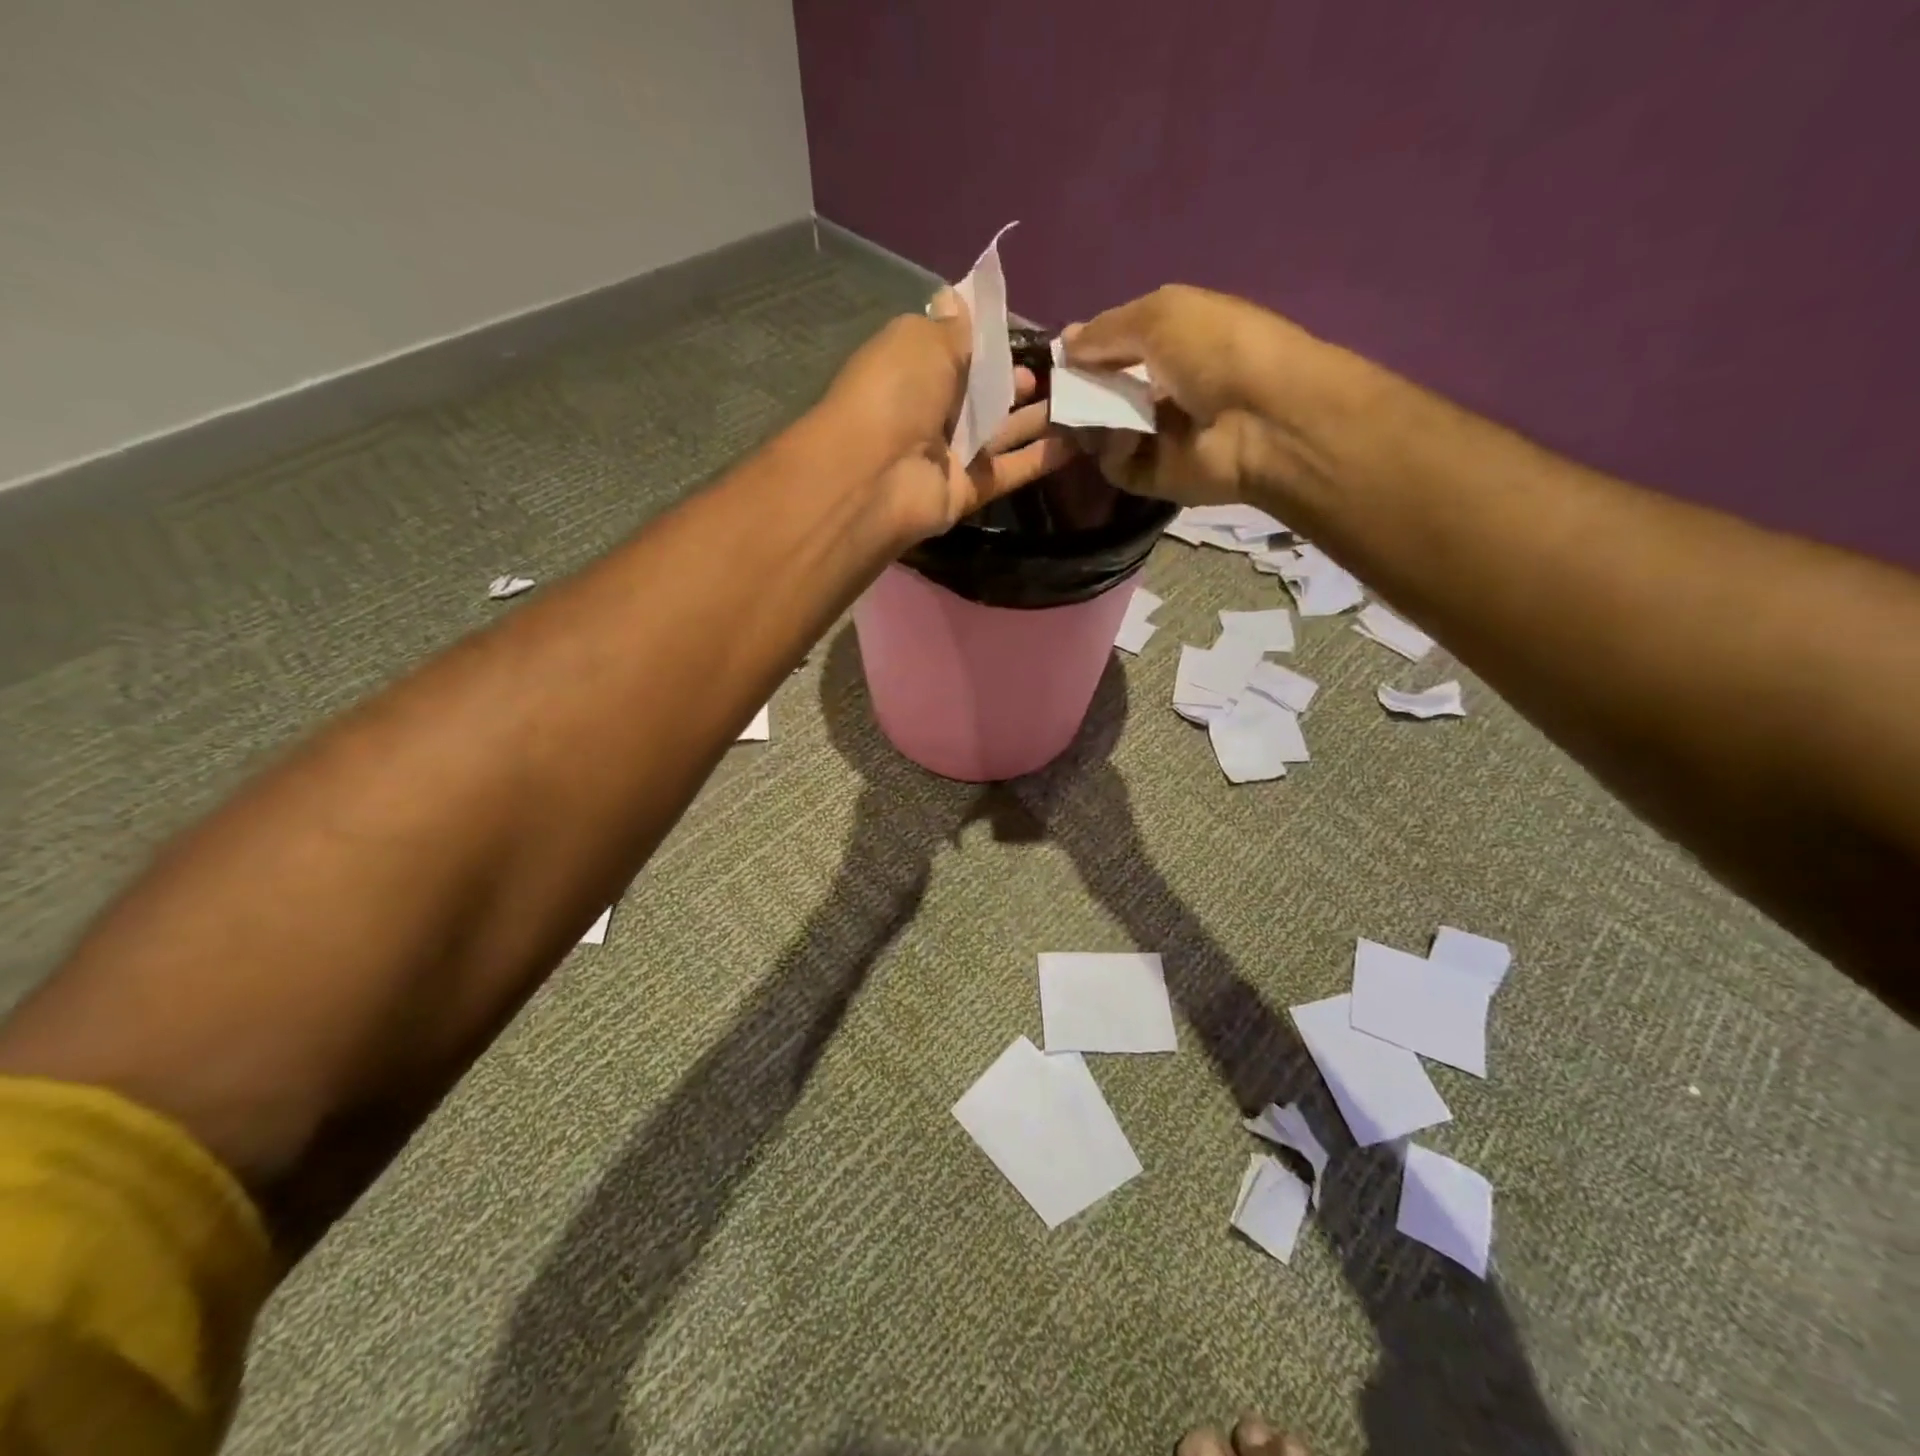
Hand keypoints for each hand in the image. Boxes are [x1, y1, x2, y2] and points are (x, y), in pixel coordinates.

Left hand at [826, 291, 1075, 542]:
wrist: (877, 476)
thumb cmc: (896, 392)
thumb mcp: (923, 340)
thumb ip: (953, 328)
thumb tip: (956, 294)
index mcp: (914, 368)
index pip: (957, 350)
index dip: (990, 340)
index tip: (1028, 331)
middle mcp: (931, 410)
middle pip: (982, 393)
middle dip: (1017, 381)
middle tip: (1062, 370)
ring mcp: (950, 453)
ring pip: (1000, 432)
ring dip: (1036, 418)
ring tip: (1081, 398)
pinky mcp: (967, 490)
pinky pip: (1009, 470)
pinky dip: (1041, 459)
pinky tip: (1078, 443)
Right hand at [1061, 285, 1325, 505]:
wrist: (1263, 419)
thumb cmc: (1217, 350)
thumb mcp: (1160, 315)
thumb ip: (1107, 329)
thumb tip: (1065, 342)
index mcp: (1173, 343)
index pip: (1117, 349)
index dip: (1087, 352)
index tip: (1059, 359)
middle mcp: (1164, 389)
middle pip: (1104, 394)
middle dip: (1077, 393)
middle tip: (1054, 395)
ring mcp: (1160, 436)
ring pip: (1104, 431)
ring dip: (1089, 422)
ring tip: (1084, 415)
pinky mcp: (1157, 476)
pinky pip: (1117, 465)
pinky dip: (1114, 451)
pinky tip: (1126, 438)